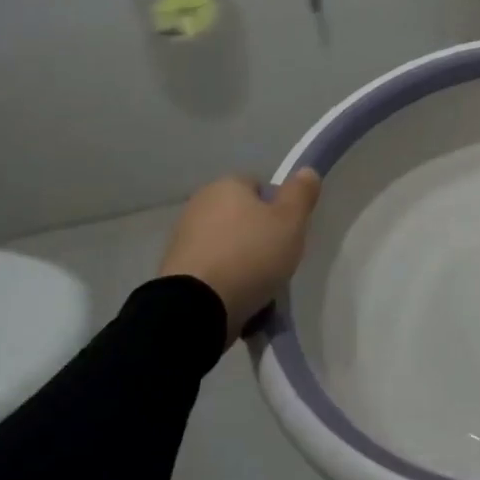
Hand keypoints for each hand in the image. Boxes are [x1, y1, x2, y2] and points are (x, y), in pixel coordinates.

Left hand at [159, 171, 321, 341]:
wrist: (195, 308)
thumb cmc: (250, 255)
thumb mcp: (290, 221)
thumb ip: (301, 193)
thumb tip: (306, 171)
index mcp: (226, 185)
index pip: (261, 187)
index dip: (279, 209)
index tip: (288, 233)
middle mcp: (199, 204)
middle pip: (242, 217)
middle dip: (258, 236)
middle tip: (277, 261)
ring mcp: (182, 238)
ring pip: (226, 245)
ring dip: (240, 261)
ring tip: (258, 288)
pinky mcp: (173, 271)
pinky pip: (211, 270)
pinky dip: (223, 281)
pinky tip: (236, 300)